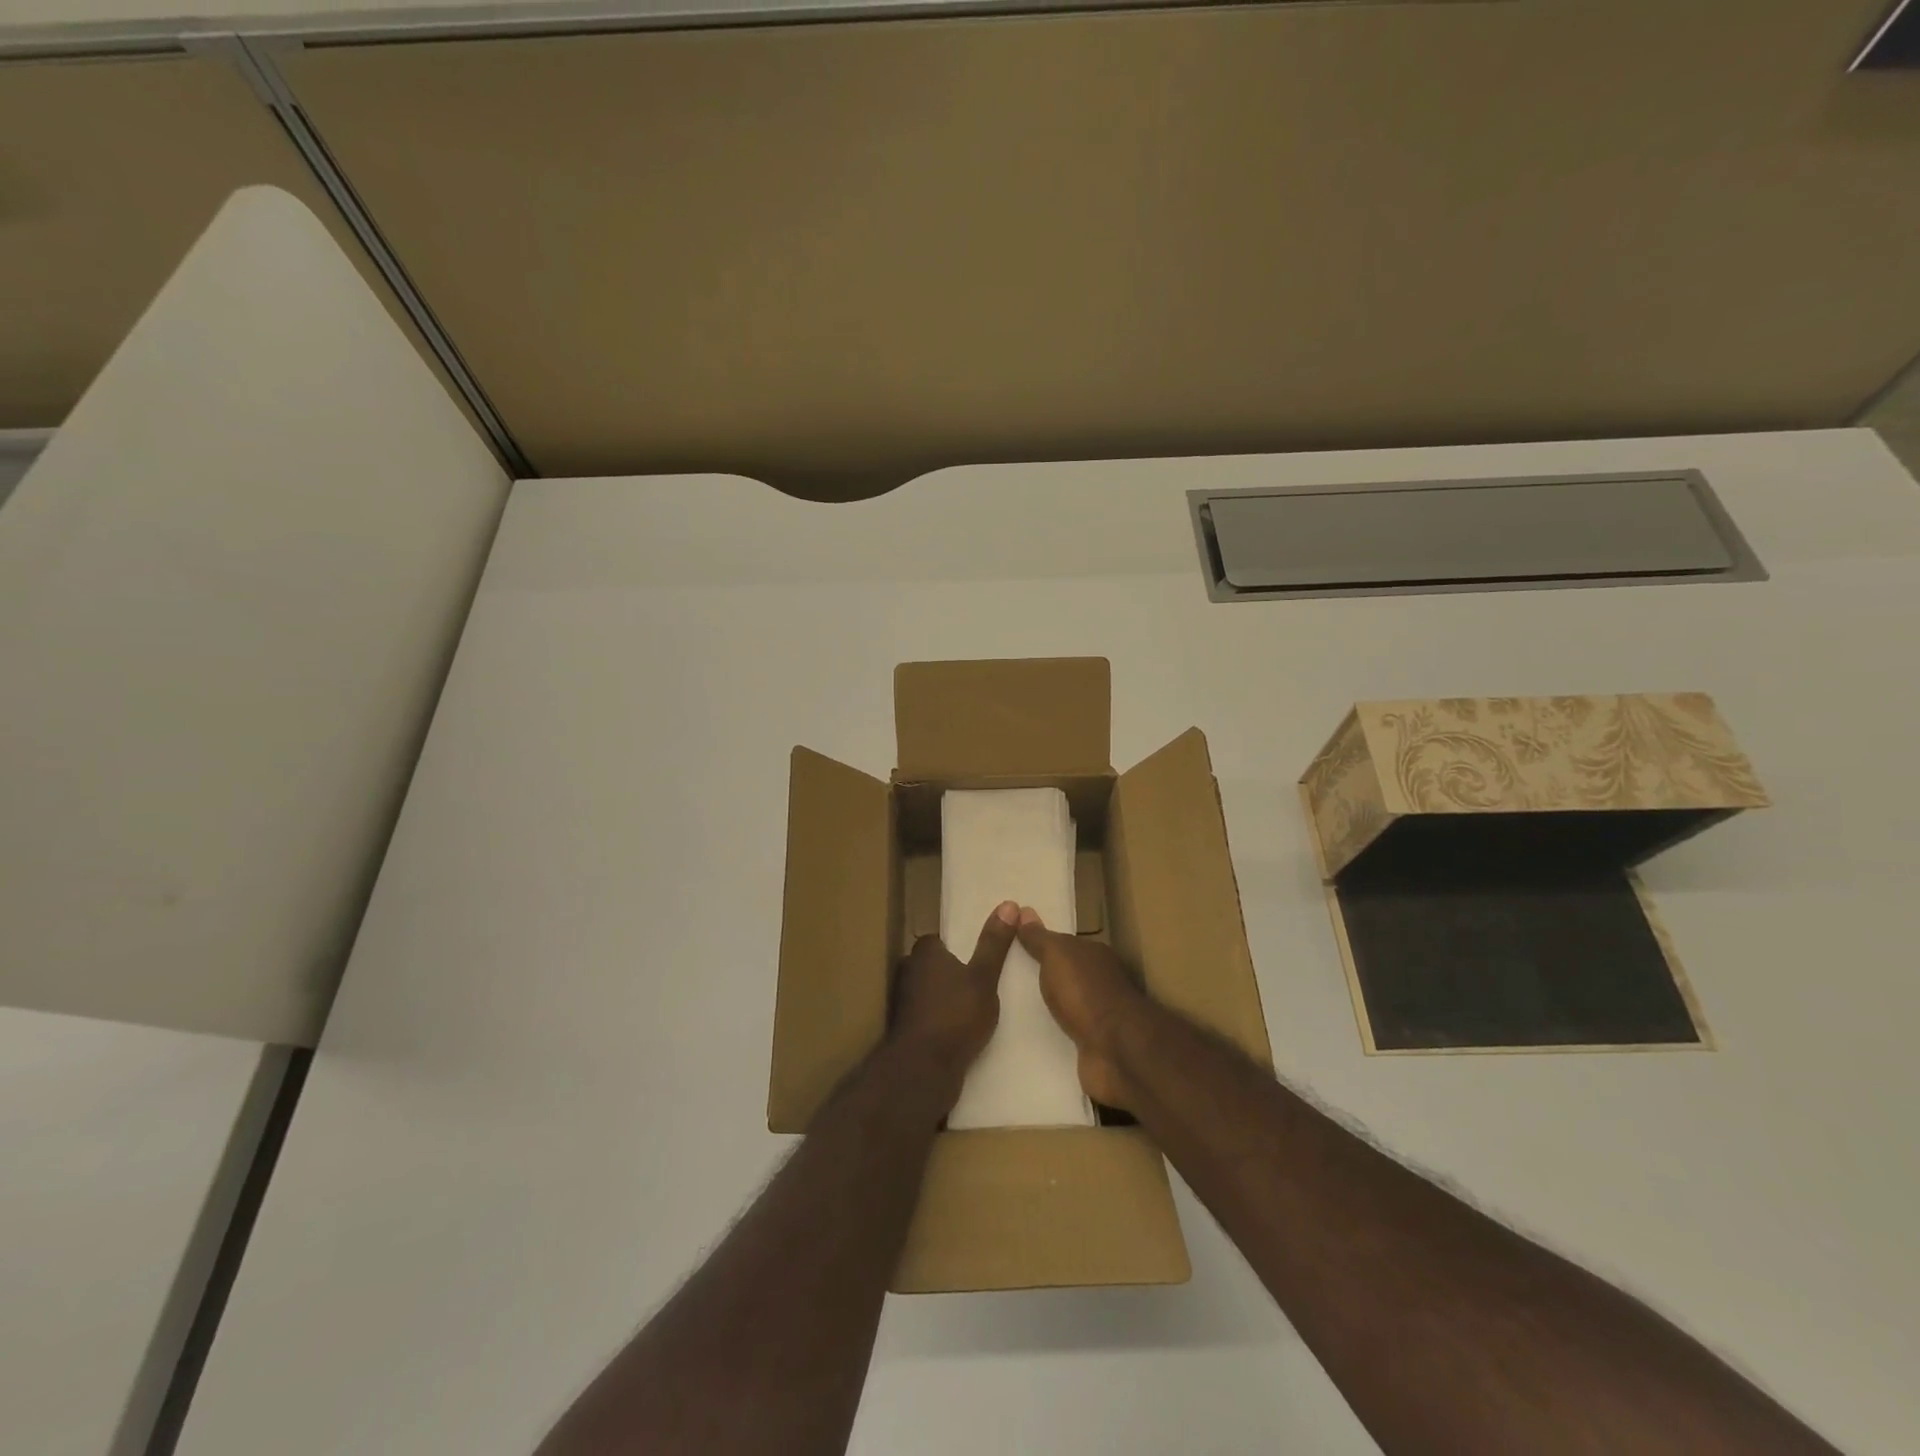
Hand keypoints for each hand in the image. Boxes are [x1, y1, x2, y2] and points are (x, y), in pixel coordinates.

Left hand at [892, 901, 1020, 1102]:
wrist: (923, 1069)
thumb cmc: (955, 1015)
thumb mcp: (983, 977)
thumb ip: (994, 943)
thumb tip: (1008, 904)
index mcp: (924, 952)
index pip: (940, 940)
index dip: (959, 947)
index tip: (980, 958)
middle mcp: (907, 971)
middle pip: (934, 965)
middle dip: (953, 973)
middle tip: (982, 983)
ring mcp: (903, 1002)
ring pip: (930, 991)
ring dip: (947, 998)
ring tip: (976, 1009)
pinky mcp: (905, 1029)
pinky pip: (928, 1015)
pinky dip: (942, 1019)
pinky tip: (961, 1031)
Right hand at [1016, 909, 1145, 1109]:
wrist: (1116, 1049)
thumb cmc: (1085, 992)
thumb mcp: (1057, 955)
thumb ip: (1040, 938)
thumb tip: (1024, 911)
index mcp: (1094, 955)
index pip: (1065, 944)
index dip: (1042, 944)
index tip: (1016, 947)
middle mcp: (1100, 981)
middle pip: (1066, 973)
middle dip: (1044, 975)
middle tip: (1008, 977)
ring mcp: (1099, 1015)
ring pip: (1067, 1004)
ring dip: (1049, 1006)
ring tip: (1013, 1007)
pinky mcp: (1094, 1044)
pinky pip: (1068, 1032)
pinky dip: (1055, 1031)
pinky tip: (1032, 1035)